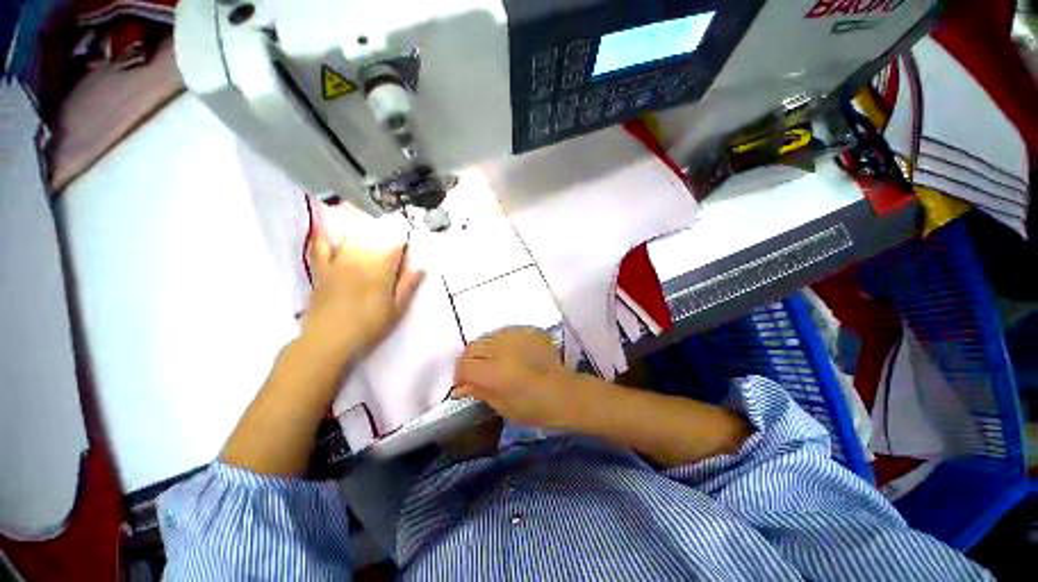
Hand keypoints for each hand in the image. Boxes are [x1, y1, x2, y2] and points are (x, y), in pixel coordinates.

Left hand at [301, 224, 423, 362]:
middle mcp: (359, 260)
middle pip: (373, 236)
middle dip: (383, 227)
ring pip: (351, 237)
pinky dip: (326, 234)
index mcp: (381, 271)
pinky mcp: (321, 269)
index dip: (402, 237)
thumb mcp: (396, 309)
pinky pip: (322, 246)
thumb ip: (408, 284)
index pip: (394, 245)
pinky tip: (329, 224)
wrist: (328, 340)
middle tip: (389, 224)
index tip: (407, 235)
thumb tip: (420, 264)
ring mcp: (338, 263)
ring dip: (361, 225)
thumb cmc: (368, 326)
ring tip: (367, 215)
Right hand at [453, 327, 585, 428]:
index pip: (465, 365)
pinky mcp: (528, 330)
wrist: (565, 392)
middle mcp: (503, 348)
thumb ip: (479, 391)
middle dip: (470, 361)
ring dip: (485, 350)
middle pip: (473, 347)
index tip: (464, 384)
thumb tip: (460, 386)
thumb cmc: (534, 408)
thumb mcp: (502, 406)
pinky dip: (501, 343)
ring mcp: (517, 335)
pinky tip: (509, 354)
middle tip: (477, 373)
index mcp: (496, 372)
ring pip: (487, 337)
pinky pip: (505, 332)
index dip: (460, 375)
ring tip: (494, 362)